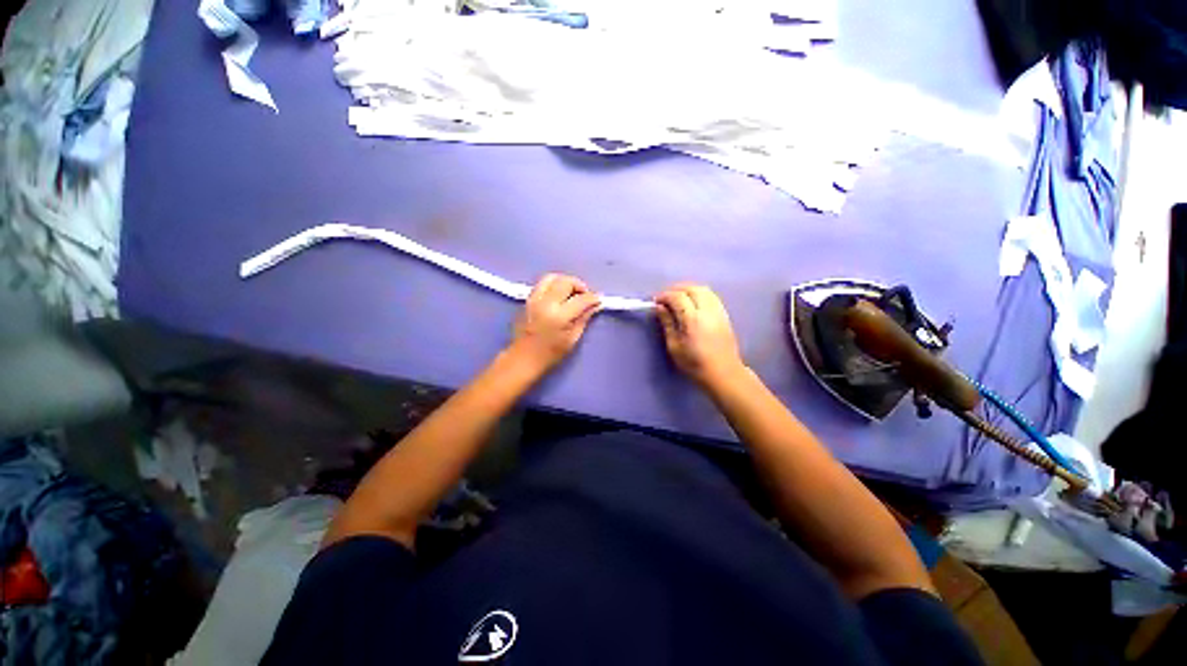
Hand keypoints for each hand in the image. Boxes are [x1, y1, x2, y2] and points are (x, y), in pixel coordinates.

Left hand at [508, 274, 600, 372]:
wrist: (523, 358)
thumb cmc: (550, 353)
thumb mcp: (572, 339)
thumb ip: (584, 318)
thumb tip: (595, 305)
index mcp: (559, 316)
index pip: (581, 299)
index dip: (593, 298)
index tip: (598, 300)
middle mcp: (546, 303)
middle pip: (566, 282)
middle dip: (579, 285)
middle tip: (584, 296)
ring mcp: (534, 299)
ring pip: (552, 277)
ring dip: (565, 282)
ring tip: (571, 292)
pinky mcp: (527, 299)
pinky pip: (542, 284)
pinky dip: (554, 285)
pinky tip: (559, 296)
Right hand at [656, 283, 745, 387]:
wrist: (723, 373)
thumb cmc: (695, 364)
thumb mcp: (674, 346)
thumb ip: (667, 323)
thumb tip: (660, 307)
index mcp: (692, 319)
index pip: (677, 297)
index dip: (664, 296)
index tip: (656, 301)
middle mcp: (707, 310)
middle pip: (691, 288)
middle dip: (676, 289)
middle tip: (665, 298)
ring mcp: (718, 311)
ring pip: (703, 289)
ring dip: (688, 289)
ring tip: (678, 299)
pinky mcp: (725, 314)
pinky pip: (711, 296)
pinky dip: (699, 294)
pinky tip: (693, 303)